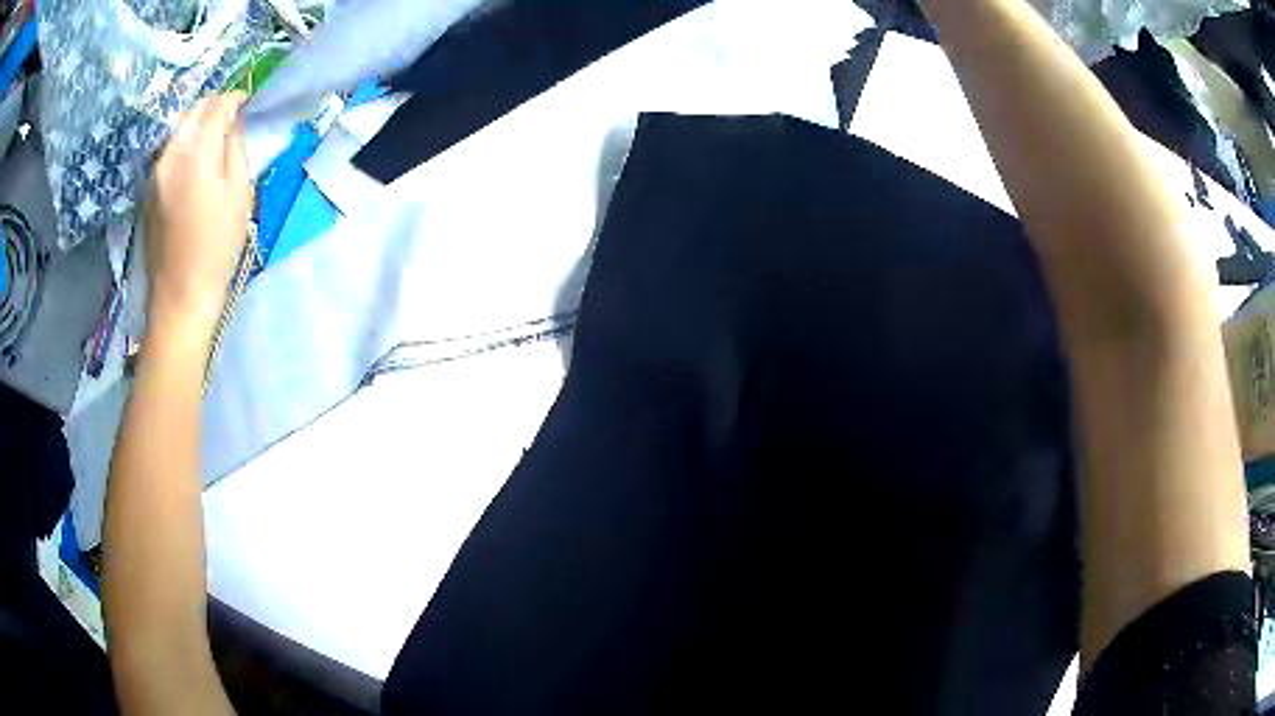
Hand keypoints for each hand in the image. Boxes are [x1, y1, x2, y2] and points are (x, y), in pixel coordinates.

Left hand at [144, 93, 250, 343]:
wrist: (179, 294)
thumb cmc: (217, 247)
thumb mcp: (240, 193)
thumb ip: (235, 149)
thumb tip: (233, 124)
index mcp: (196, 152)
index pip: (217, 106)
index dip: (235, 98)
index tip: (248, 101)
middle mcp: (171, 152)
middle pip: (193, 111)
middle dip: (213, 106)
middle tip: (231, 116)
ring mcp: (155, 171)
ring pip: (178, 129)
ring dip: (197, 124)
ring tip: (213, 135)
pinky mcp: (148, 188)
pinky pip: (168, 150)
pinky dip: (184, 143)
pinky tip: (195, 158)